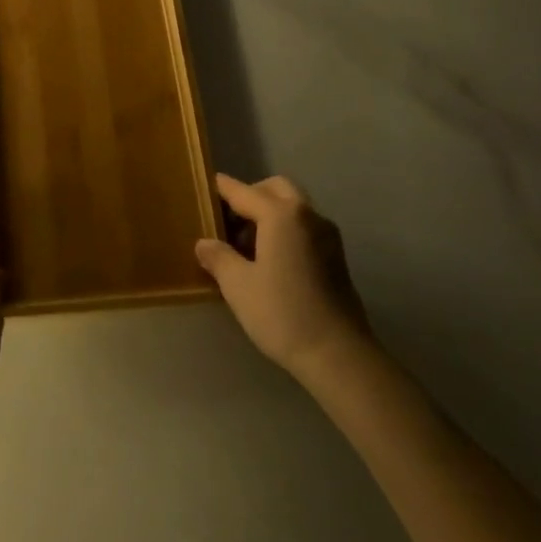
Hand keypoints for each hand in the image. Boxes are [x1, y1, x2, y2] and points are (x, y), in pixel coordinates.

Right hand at [196, 174, 370, 377]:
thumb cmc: (282, 313)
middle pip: (275, 189)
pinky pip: (303, 226)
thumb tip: (204, 243)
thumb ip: (218, 257)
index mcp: (281, 215)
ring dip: (268, 213)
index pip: (243, 192)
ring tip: (244, 245)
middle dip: (249, 196)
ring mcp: (326, 235)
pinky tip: (268, 259)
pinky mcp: (335, 255)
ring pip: (293, 207)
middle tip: (227, 220)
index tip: (203, 186)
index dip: (221, 189)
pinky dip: (284, 229)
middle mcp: (307, 215)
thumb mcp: (238, 285)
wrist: (337, 354)